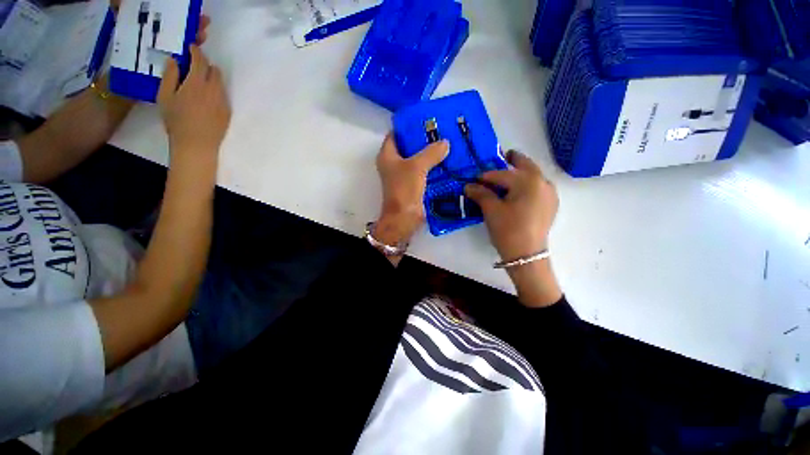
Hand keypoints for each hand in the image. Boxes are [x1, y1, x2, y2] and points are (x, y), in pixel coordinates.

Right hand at [157, 45, 230, 162]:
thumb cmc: (176, 121)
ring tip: (199, 85)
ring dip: (211, 78)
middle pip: (214, 70)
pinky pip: (223, 95)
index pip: (200, 60)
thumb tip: (175, 60)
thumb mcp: (165, 96)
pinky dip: (215, 91)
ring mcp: (223, 101)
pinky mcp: (228, 112)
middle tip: (193, 69)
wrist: (197, 144)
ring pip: (220, 83)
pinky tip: (206, 100)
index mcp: (196, 83)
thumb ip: (170, 75)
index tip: (191, 48)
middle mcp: (213, 90)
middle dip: (204, 65)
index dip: (196, 51)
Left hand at [374, 134, 448, 245]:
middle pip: (409, 147)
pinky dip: (434, 167)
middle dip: (423, 140)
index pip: (396, 134)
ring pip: (418, 160)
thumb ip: (431, 152)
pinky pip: (424, 172)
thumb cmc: (404, 189)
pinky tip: (447, 162)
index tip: (425, 120)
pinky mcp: (414, 185)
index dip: (408, 126)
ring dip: (430, 154)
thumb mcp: (416, 167)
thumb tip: (445, 143)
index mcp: (387, 155)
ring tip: (447, 144)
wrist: (404, 218)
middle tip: (441, 131)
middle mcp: (394, 164)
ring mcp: (404, 176)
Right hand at [465, 150, 557, 260]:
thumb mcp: (491, 210)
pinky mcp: (550, 205)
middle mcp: (543, 182)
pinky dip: (527, 184)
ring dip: (521, 172)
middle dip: (513, 160)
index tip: (474, 177)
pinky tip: (519, 190)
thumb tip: (468, 185)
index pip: (502, 174)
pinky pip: (538, 187)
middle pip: (526, 166)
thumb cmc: (508, 229)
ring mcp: (550, 194)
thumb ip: (480, 194)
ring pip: (533, 176)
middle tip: (502, 156)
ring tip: (508, 174)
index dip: (486, 175)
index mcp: (528, 181)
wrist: (526, 255)